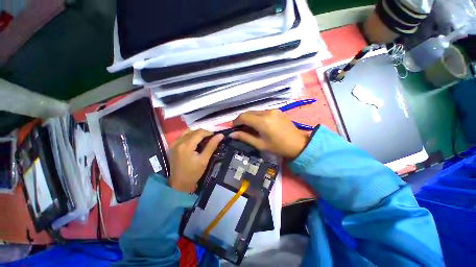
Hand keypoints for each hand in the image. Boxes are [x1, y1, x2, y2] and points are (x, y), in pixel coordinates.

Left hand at [168, 129, 223, 192]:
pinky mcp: (172, 145)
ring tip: (203, 140)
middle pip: (194, 131)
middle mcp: (178, 141)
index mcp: (186, 145)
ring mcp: (174, 143)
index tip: (215, 138)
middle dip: (204, 133)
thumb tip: (220, 135)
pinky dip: (190, 136)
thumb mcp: (204, 159)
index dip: (209, 133)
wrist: (179, 183)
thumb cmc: (193, 173)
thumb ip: (212, 146)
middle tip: (210, 140)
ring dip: (197, 134)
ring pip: (188, 131)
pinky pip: (183, 135)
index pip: (199, 132)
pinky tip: (195, 142)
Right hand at [231, 110, 308, 158]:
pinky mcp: (277, 110)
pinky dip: (256, 117)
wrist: (299, 144)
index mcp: (263, 122)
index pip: (243, 117)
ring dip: (249, 118)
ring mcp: (273, 110)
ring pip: (255, 111)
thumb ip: (245, 137)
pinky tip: (258, 124)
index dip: (236, 121)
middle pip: (248, 112)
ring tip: (248, 127)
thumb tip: (231, 135)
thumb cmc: (279, 147)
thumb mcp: (260, 144)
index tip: (233, 128)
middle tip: (239, 128)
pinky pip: (262, 112)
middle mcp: (267, 112)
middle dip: (241, 119)